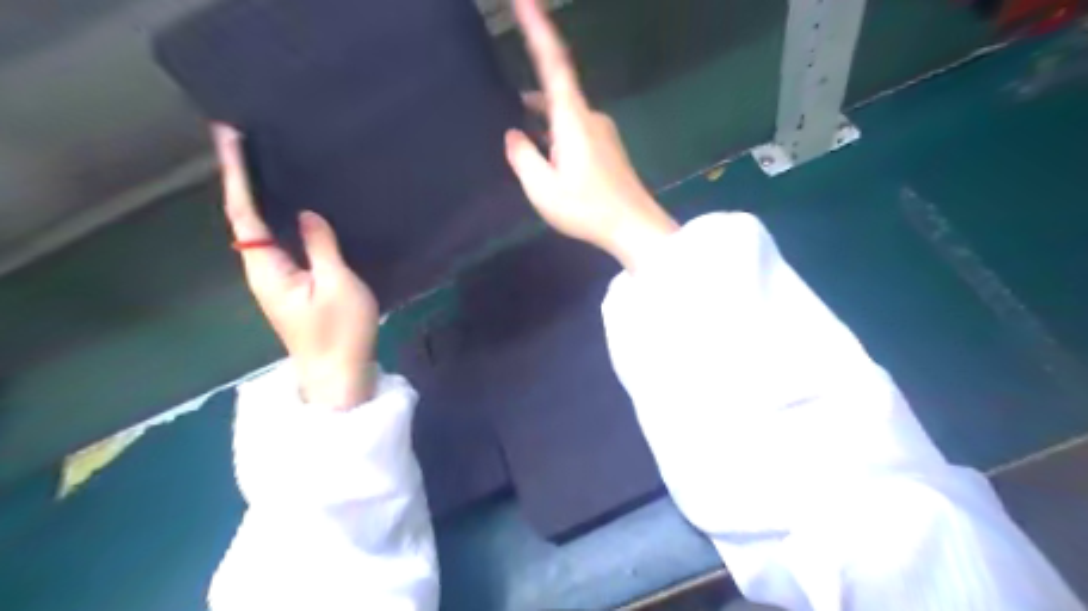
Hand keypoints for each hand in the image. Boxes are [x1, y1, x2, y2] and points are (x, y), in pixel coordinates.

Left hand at [214, 125, 379, 410]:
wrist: (339, 374)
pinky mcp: (291, 286)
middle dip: (240, 179)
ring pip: (260, 230)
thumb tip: (305, 214)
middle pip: (245, 218)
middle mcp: (262, 271)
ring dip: (256, 196)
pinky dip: (277, 218)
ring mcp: (276, 280)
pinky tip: (289, 208)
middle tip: (243, 142)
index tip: (228, 137)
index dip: (236, 175)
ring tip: (261, 165)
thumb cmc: (340, 332)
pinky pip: (278, 243)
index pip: (244, 213)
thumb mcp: (338, 285)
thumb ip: (321, 246)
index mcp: (267, 269)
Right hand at [503, 0, 676, 272]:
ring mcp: (601, 133)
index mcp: (572, 119)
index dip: (538, 28)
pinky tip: (544, 154)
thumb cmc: (588, 208)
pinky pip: (575, 130)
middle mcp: (589, 117)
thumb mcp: (543, 188)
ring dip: (542, 119)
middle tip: (506, 100)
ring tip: (520, 136)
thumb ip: (523, 157)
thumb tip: (513, 135)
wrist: (634, 228)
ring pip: (564, 114)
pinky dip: (555, 133)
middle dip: (532, 92)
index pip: (554, 63)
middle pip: (557, 90)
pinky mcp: (607, 149)